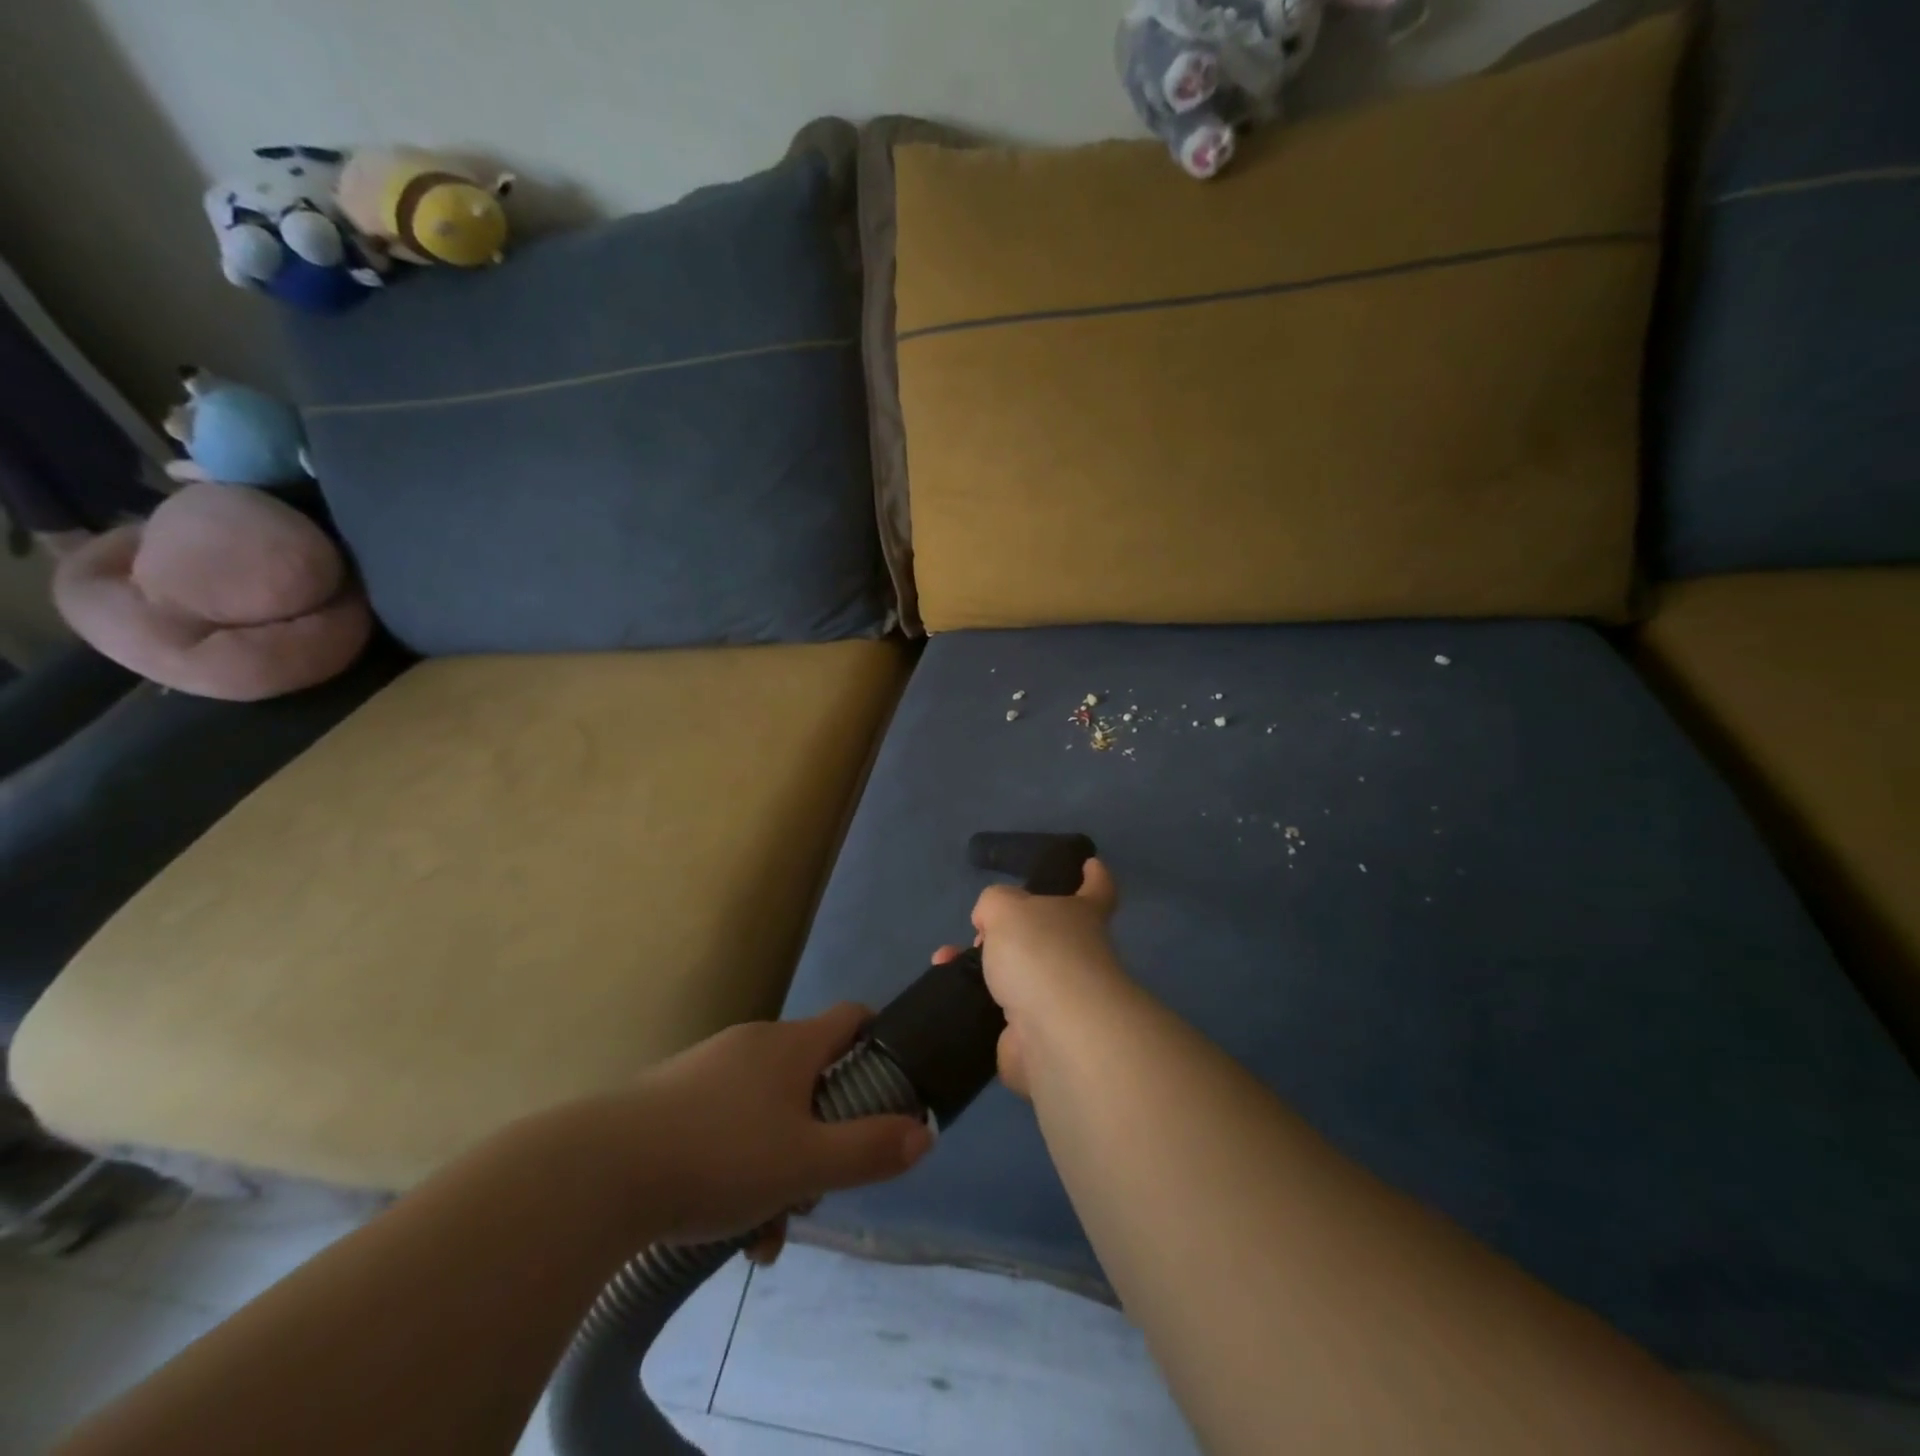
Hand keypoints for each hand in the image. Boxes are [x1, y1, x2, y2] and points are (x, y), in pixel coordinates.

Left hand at [606, 1004, 933, 1249]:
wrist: (597, 1173)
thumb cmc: (719, 1156)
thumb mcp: (806, 1164)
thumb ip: (869, 1149)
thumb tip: (924, 1133)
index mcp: (791, 1044)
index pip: (853, 1017)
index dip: (879, 1043)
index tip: (889, 1088)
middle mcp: (754, 1044)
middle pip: (811, 1076)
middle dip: (823, 1132)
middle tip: (816, 1187)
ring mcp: (708, 1069)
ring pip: (766, 1111)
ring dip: (779, 1164)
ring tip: (763, 1233)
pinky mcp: (672, 1099)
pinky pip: (725, 1125)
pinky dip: (738, 1166)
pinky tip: (723, 1225)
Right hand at [933, 858, 1125, 1097]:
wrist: (1055, 1032)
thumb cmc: (1041, 952)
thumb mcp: (1006, 906)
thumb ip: (995, 903)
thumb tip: (990, 925)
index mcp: (1082, 916)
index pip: (1097, 890)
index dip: (1093, 876)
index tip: (1089, 864)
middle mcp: (1078, 956)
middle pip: (1049, 936)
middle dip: (1014, 932)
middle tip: (981, 930)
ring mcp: (1060, 1000)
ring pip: (1019, 976)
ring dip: (984, 968)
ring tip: (947, 960)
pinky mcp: (1036, 1037)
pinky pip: (999, 1014)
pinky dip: (973, 1003)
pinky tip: (947, 990)